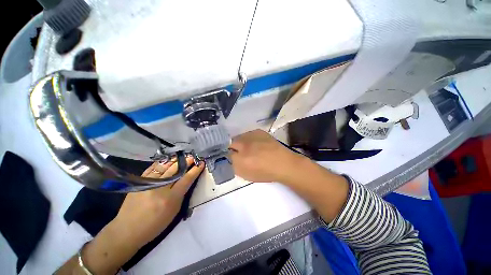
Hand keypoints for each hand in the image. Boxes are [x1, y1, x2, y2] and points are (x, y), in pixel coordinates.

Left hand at [114, 157, 203, 247]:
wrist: (127, 230)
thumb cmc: (155, 225)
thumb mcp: (174, 212)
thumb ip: (181, 195)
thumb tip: (187, 180)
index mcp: (171, 198)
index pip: (187, 179)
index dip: (195, 170)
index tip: (201, 163)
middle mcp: (160, 188)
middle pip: (176, 170)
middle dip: (186, 162)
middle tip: (192, 157)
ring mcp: (148, 183)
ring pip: (165, 167)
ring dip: (175, 160)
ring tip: (182, 156)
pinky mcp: (139, 182)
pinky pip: (152, 168)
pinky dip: (161, 163)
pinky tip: (167, 160)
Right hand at [229, 129, 304, 182]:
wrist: (283, 163)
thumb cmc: (266, 172)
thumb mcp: (246, 175)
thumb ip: (234, 167)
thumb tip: (228, 159)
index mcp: (241, 160)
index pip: (225, 154)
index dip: (225, 155)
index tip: (227, 157)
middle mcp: (244, 146)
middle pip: (230, 143)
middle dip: (231, 147)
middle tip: (238, 152)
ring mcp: (252, 137)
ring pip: (239, 137)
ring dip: (240, 142)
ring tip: (248, 147)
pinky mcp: (258, 131)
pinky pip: (248, 134)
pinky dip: (248, 139)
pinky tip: (255, 143)